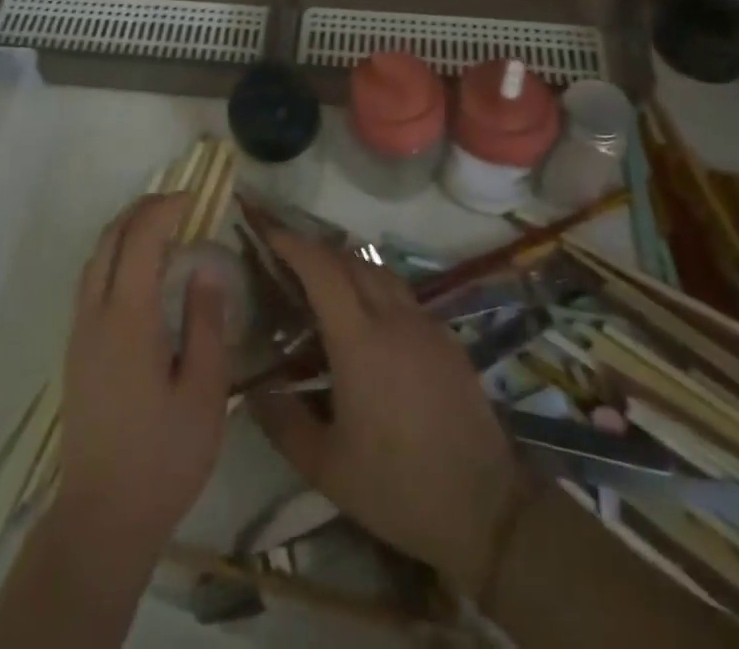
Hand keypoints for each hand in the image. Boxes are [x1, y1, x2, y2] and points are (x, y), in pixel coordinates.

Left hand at [57, 194, 229, 556]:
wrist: (102, 518)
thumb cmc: (163, 457)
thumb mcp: (204, 391)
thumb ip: (206, 322)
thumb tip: (206, 267)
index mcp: (128, 318)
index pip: (140, 239)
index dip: (165, 209)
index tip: (194, 199)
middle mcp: (96, 315)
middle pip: (110, 239)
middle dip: (142, 210)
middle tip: (179, 203)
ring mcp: (80, 332)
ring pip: (95, 258)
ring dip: (125, 230)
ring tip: (162, 227)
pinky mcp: (77, 350)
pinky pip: (91, 281)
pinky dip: (115, 255)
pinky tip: (139, 271)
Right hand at [249, 231, 527, 594]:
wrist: (486, 508)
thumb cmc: (398, 487)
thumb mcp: (326, 467)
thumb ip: (282, 422)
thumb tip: (252, 387)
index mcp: (359, 341)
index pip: (321, 268)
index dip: (291, 243)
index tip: (267, 230)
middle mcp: (393, 318)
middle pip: (350, 260)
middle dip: (315, 250)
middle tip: (286, 260)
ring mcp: (425, 324)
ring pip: (380, 272)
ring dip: (347, 265)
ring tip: (323, 284)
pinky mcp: (447, 337)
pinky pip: (403, 295)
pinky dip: (376, 289)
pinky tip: (368, 321)